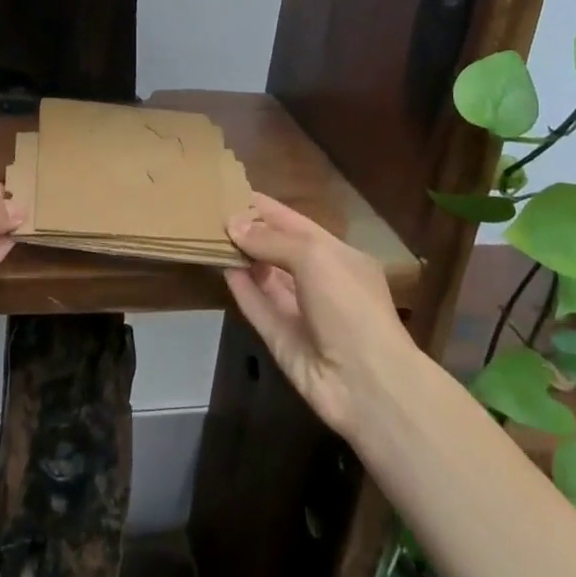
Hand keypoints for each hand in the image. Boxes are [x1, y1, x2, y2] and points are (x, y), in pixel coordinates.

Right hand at [225, 193, 415, 438]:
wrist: (366, 384)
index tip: (233, 192)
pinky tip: (220, 267)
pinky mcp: (282, 340)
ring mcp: (301, 312)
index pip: (298, 225)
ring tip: (209, 236)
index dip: (268, 210)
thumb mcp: (315, 257)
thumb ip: (272, 240)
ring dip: (242, 258)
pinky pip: (258, 307)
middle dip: (251, 232)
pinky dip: (241, 288)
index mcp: (339, 257)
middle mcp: (321, 282)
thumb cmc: (349, 305)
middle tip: (212, 213)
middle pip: (280, 251)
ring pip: (266, 278)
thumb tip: (233, 225)